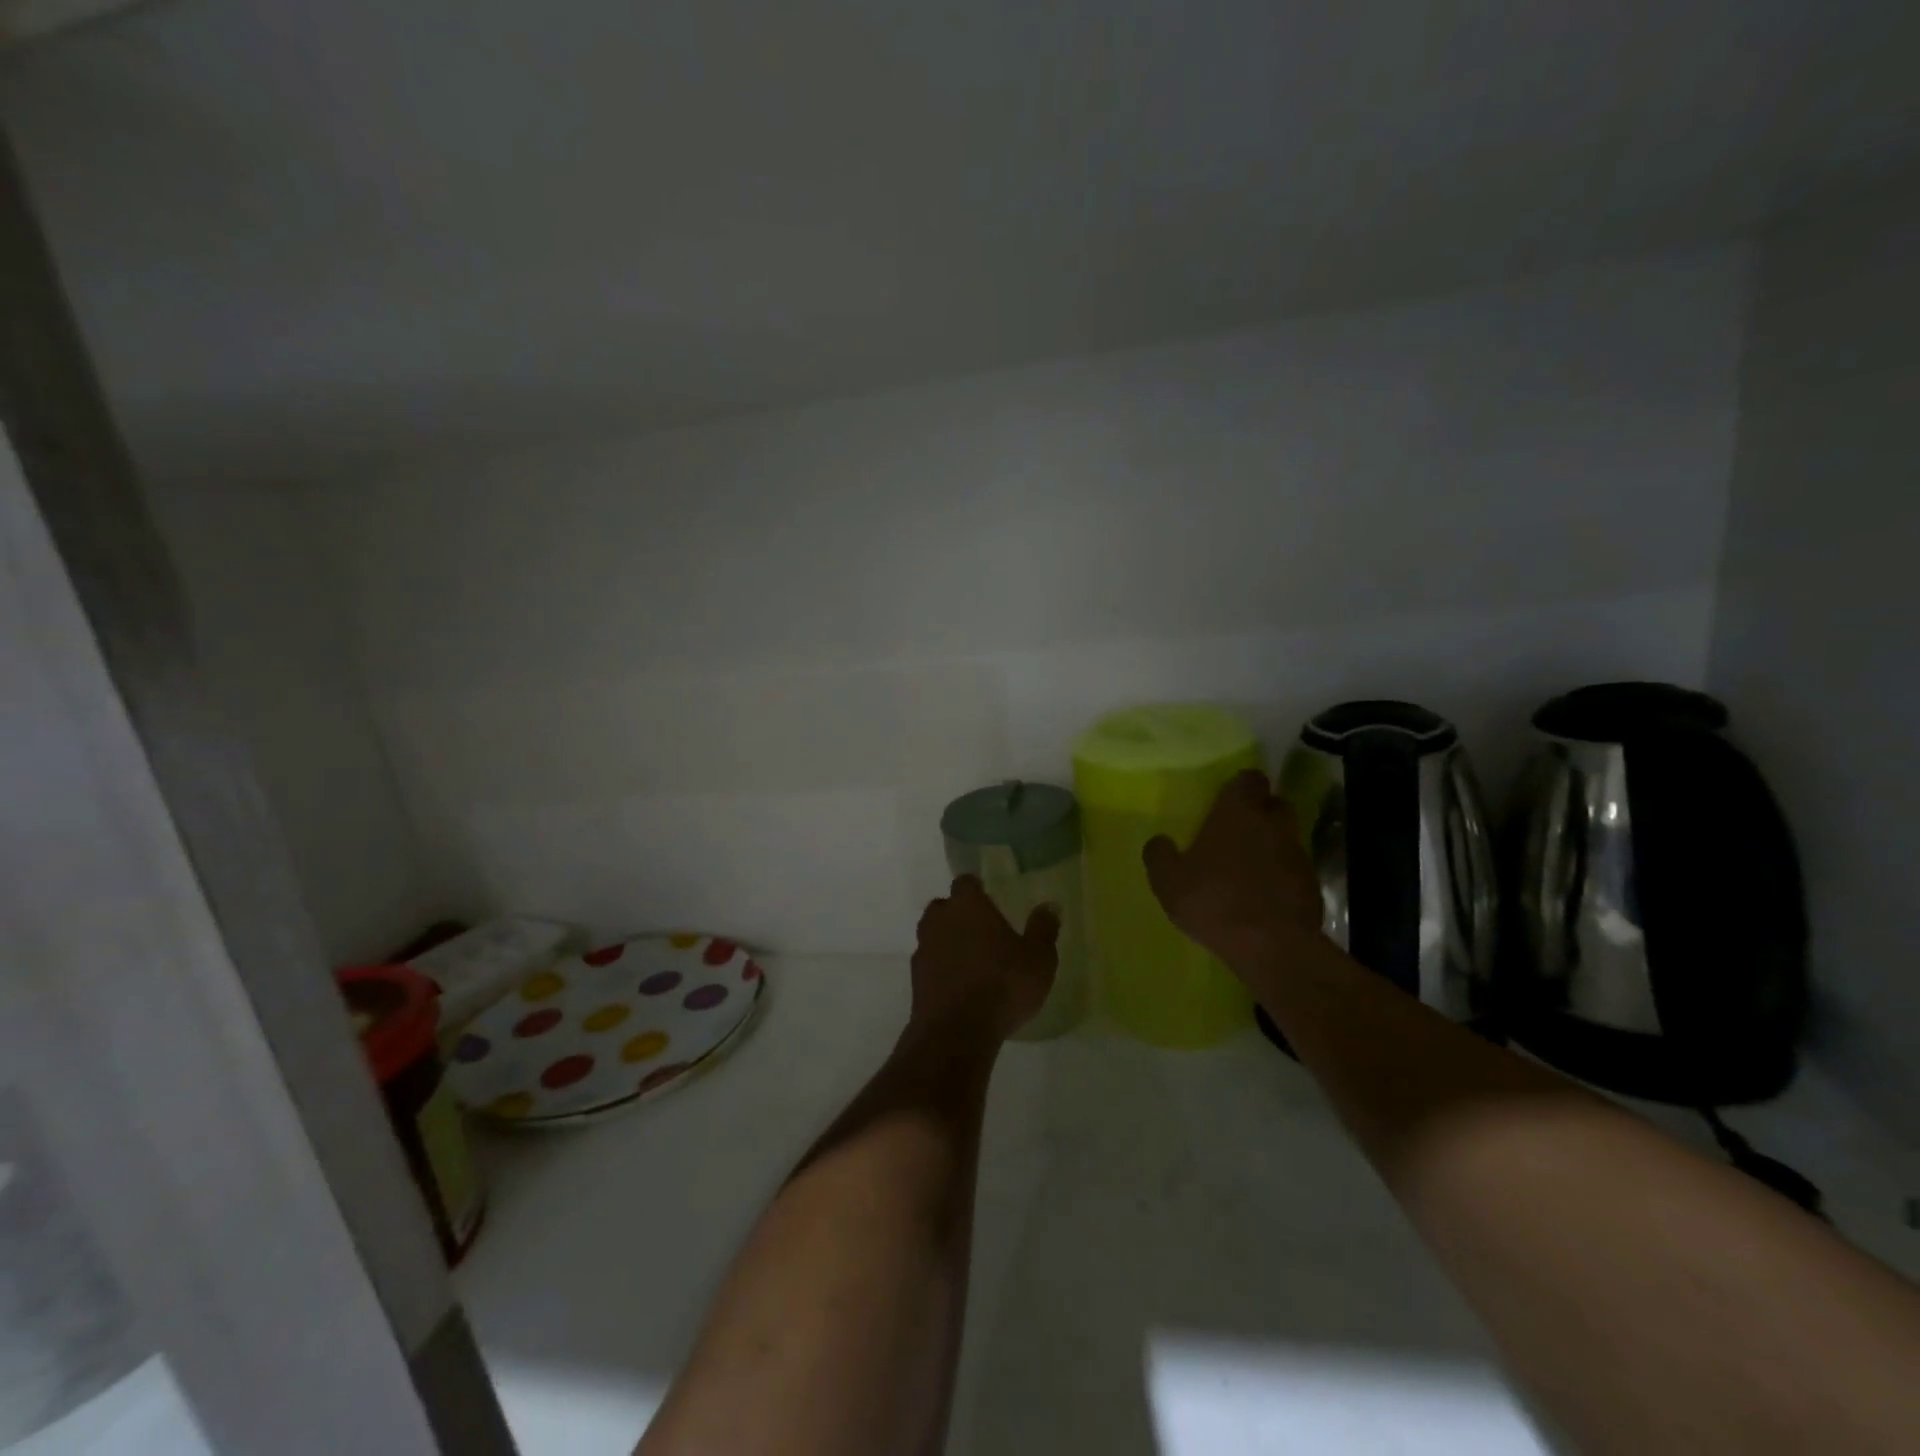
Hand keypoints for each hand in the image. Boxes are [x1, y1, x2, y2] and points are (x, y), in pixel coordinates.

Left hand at [910, 876, 1059, 1041]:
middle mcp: (940, 920)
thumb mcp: (1038, 959)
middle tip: (982, 929)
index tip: (989, 897)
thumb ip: (1043, 929)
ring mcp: (923, 949)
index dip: (976, 888)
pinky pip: (930, 964)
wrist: (956, 1032)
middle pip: (944, 907)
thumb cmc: (1002, 985)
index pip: (965, 882)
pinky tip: (960, 985)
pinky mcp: (915, 980)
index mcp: (968, 905)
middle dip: (959, 914)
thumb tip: (1050, 906)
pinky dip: (941, 968)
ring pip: (933, 935)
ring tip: (972, 959)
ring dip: (948, 942)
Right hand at [1143, 769, 1324, 968]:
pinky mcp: (1313, 886)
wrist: (1273, 947)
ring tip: (1247, 870)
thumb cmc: (1214, 900)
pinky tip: (1263, 899)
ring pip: (1286, 838)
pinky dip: (1281, 878)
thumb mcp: (1168, 880)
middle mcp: (1274, 824)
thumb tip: (1158, 841)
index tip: (1225, 801)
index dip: (1239, 788)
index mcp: (1239, 811)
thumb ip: (1159, 855)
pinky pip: (1294, 871)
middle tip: (1236, 832)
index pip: (1249, 779)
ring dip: (1270, 848)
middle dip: (1260, 813)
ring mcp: (1299, 854)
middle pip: (1274, 804)